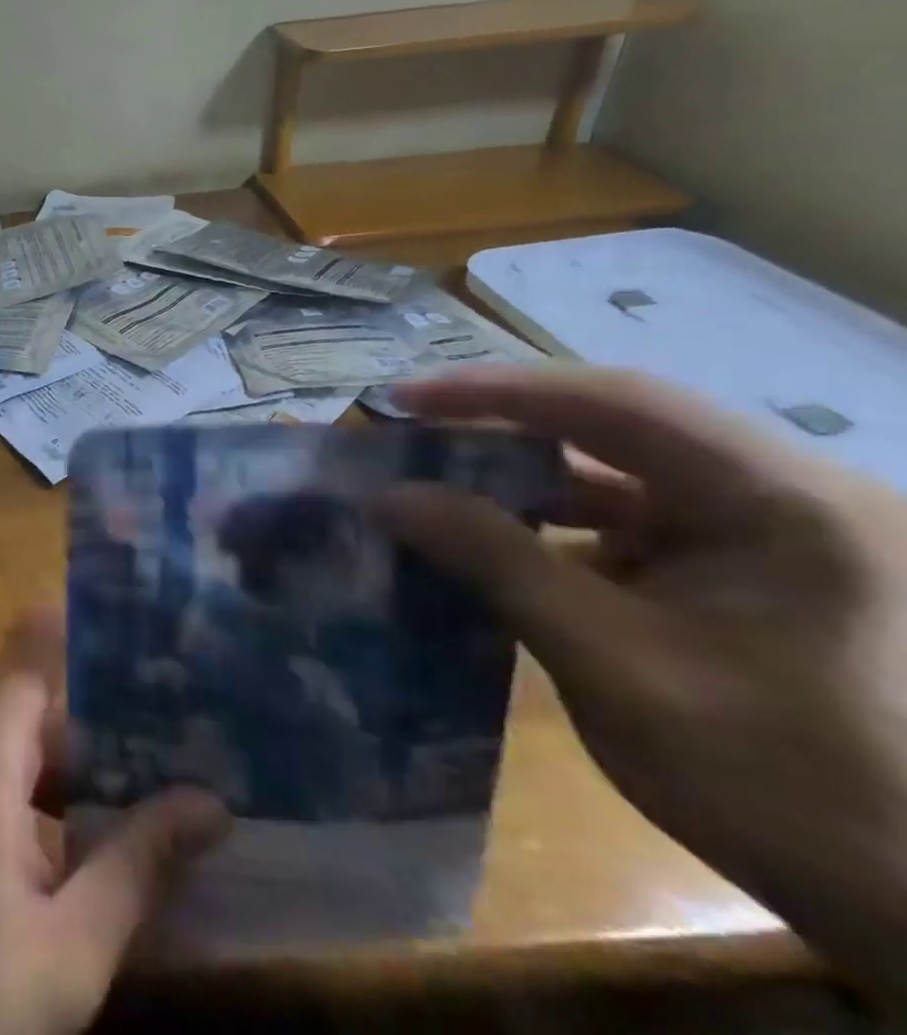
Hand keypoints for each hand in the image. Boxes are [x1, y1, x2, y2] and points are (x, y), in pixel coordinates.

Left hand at [0, 608, 227, 1034]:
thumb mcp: (66, 951)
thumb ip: (137, 868)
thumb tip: (211, 804)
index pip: (31, 657)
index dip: (81, 630)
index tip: (142, 622)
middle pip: (37, 700)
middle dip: (107, 709)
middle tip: (188, 714)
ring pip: (22, 737)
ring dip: (83, 754)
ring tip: (164, 762)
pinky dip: (49, 783)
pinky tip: (100, 818)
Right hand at [378, 365, 906, 1003]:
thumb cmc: (785, 789)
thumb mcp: (614, 668)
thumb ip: (496, 564)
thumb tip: (389, 497)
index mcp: (787, 502)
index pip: (615, 402)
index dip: (496, 391)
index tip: (402, 401)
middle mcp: (791, 491)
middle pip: (618, 423)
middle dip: (503, 427)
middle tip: (410, 435)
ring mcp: (778, 529)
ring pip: (623, 467)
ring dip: (527, 475)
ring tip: (439, 483)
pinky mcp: (756, 565)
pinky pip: (637, 514)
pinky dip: (560, 520)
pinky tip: (504, 541)